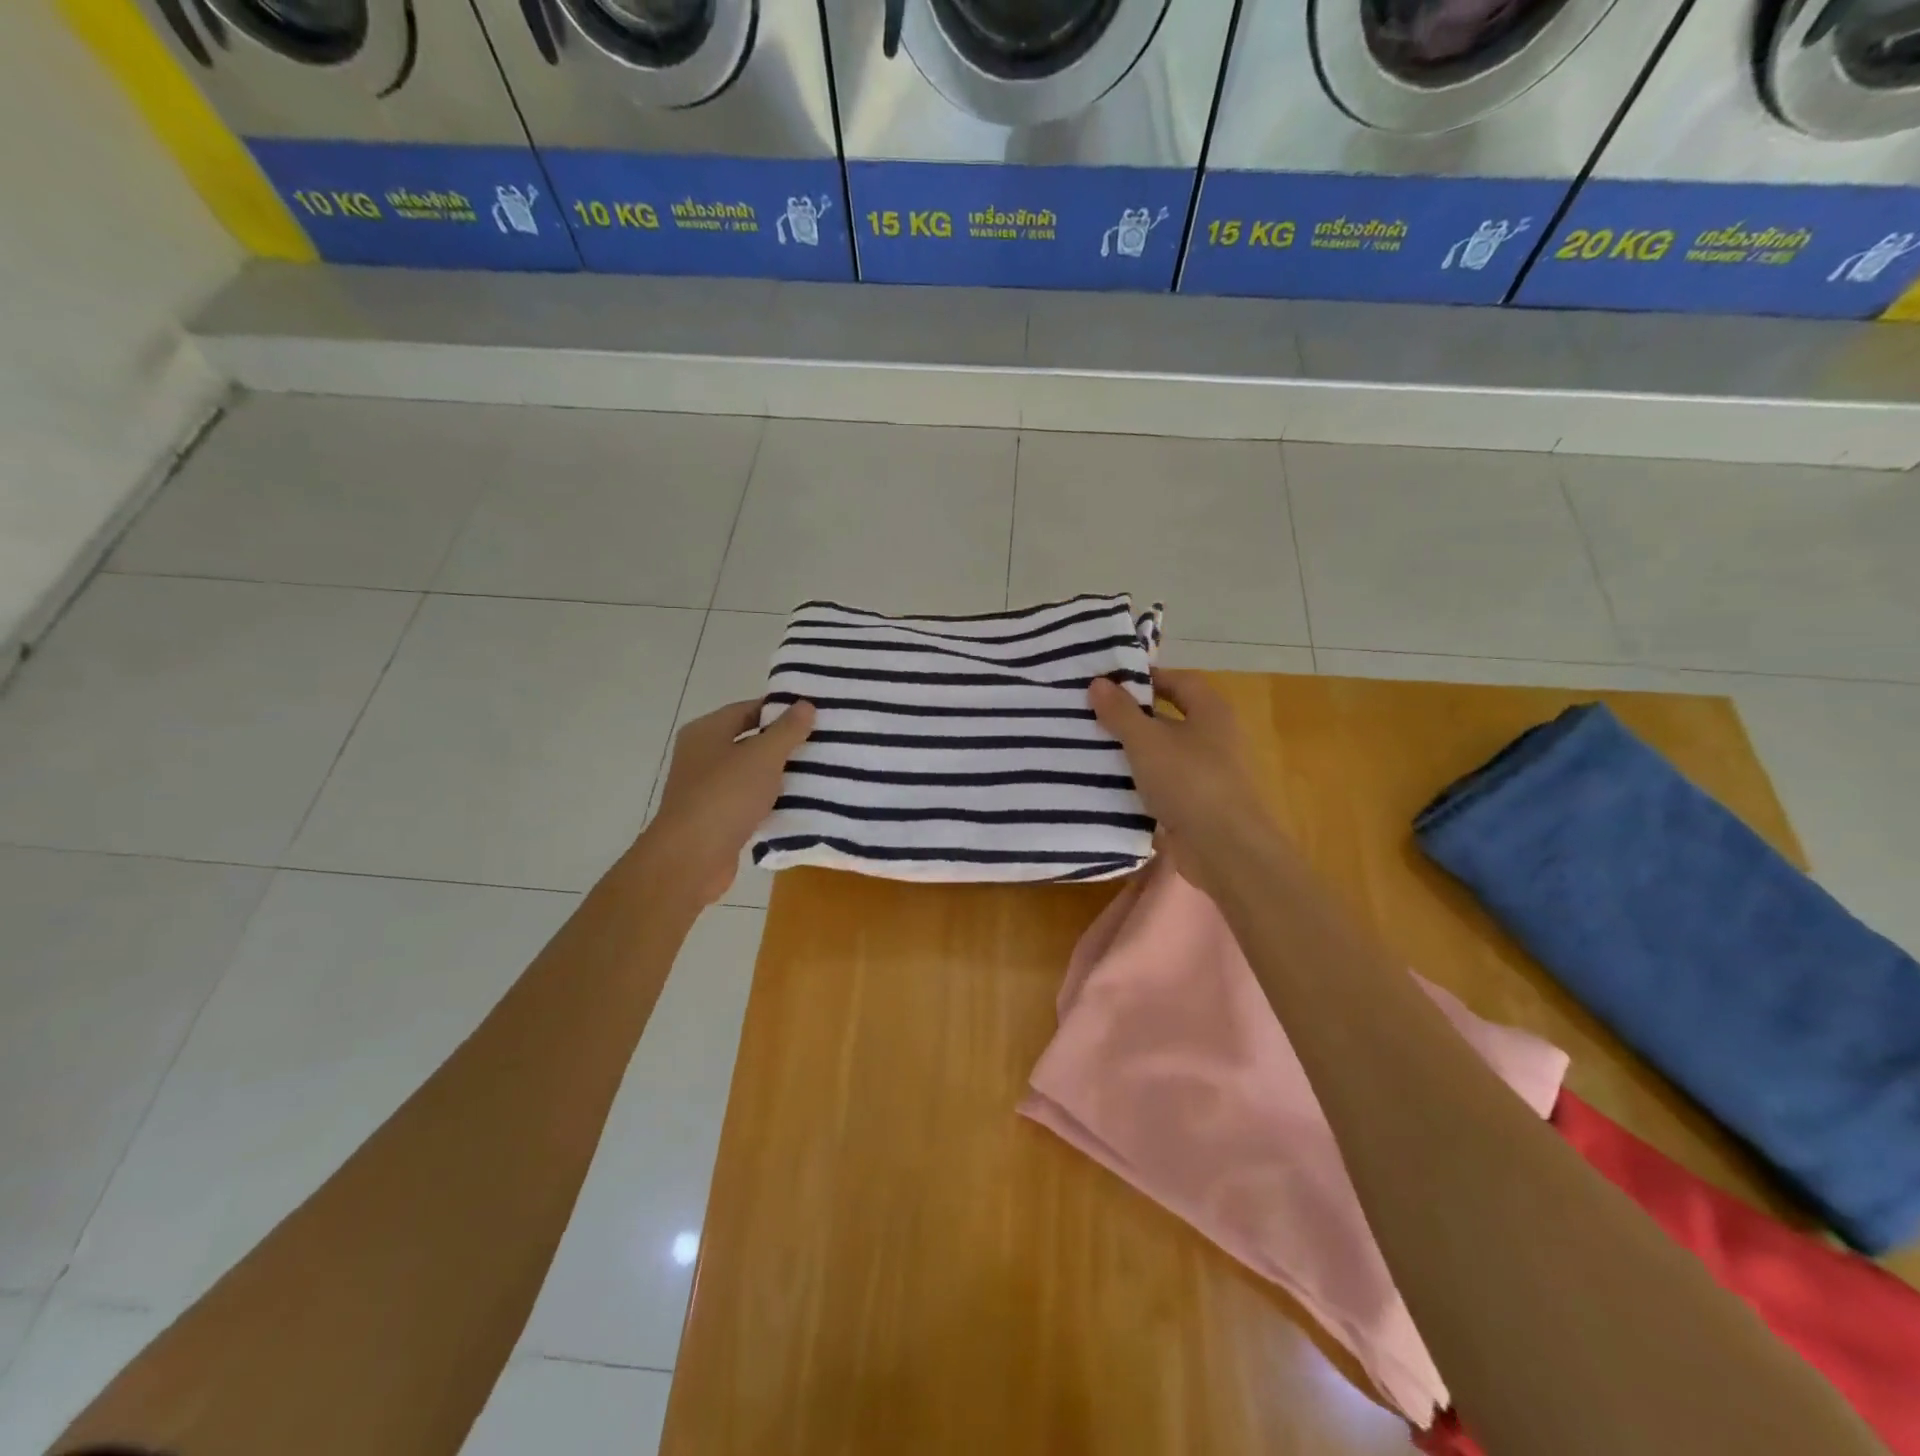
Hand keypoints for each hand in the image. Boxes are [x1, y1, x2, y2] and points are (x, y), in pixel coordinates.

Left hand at [638, 698, 815, 906]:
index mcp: (706, 731)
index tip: (812, 715)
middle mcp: (701, 755)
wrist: (692, 858)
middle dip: (783, 743)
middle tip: (821, 742)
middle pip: (749, 740)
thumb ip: (786, 730)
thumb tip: (805, 704)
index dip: (779, 710)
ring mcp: (706, 788)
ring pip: (750, 773)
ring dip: (779, 774)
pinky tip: (798, 804)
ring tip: (818, 772)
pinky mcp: (715, 818)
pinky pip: (748, 800)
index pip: (747, 709)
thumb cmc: (725, 796)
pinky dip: (769, 800)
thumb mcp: (763, 756)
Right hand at [1089, 671, 1292, 900]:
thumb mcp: (1146, 741)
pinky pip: (1162, 786)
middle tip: (1092, 715)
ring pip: (1163, 754)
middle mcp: (1213, 738)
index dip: (1146, 678)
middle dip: (1133, 717)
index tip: (1109, 683)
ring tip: (1091, 749)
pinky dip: (1139, 785)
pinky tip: (1108, 787)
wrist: (1224, 849)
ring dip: (1132, 753)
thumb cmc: (1189, 781)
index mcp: (1210, 712)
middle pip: (1169, 717)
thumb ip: (1121, 712)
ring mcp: (1207, 774)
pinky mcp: (1196, 805)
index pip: (1178, 681)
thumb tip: (1098, 682)